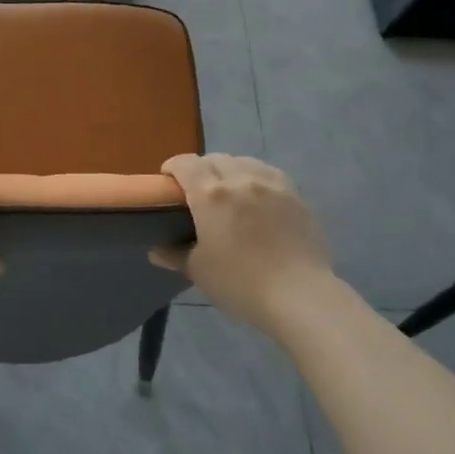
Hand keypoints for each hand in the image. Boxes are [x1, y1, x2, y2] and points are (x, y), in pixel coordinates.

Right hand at [152, 154, 335, 332]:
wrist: (298, 295)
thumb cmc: (240, 283)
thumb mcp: (199, 271)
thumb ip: (174, 255)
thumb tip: (155, 250)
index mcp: (211, 195)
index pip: (185, 164)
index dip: (172, 167)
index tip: (168, 181)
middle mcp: (240, 179)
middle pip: (215, 158)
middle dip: (201, 168)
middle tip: (198, 191)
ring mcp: (271, 184)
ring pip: (244, 161)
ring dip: (230, 169)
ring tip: (230, 190)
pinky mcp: (295, 195)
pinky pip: (269, 173)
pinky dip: (256, 177)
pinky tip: (258, 195)